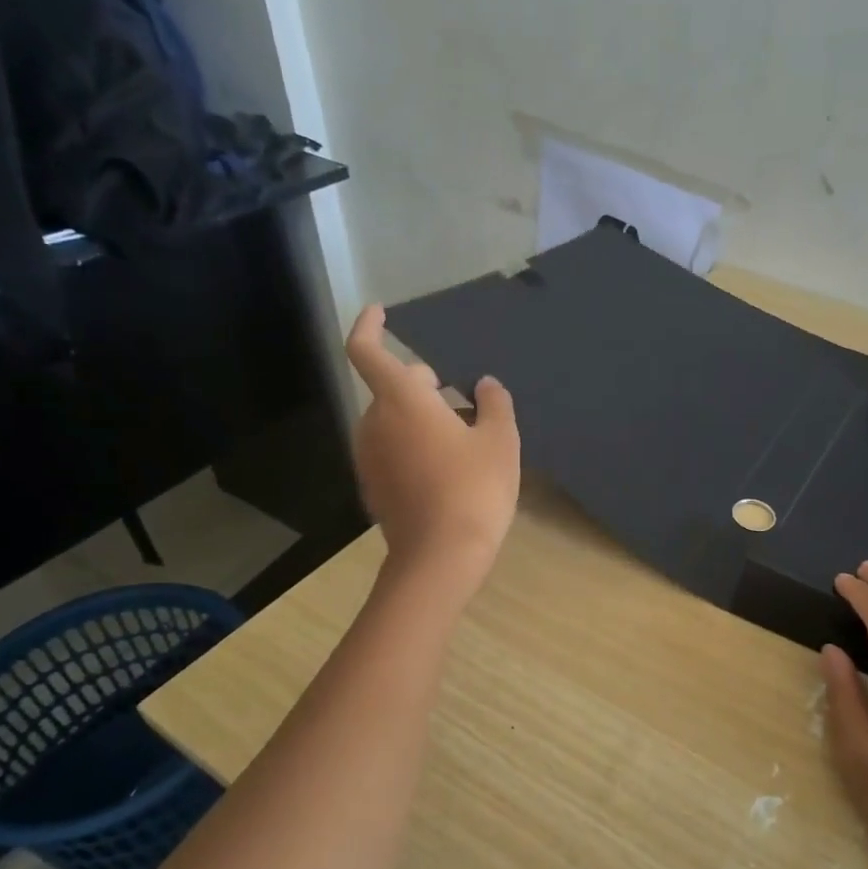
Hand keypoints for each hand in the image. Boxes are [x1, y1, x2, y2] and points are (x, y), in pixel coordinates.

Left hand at [343, 305, 519, 584]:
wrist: (441, 557)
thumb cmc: (474, 488)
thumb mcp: (500, 441)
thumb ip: (494, 404)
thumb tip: (485, 385)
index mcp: (401, 400)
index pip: (367, 350)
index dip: (370, 326)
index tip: (380, 311)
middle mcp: (375, 422)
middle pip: (391, 388)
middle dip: (422, 384)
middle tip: (462, 397)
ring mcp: (369, 458)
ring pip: (392, 421)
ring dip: (421, 416)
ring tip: (463, 435)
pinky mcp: (374, 487)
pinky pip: (392, 450)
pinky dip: (414, 444)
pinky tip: (448, 467)